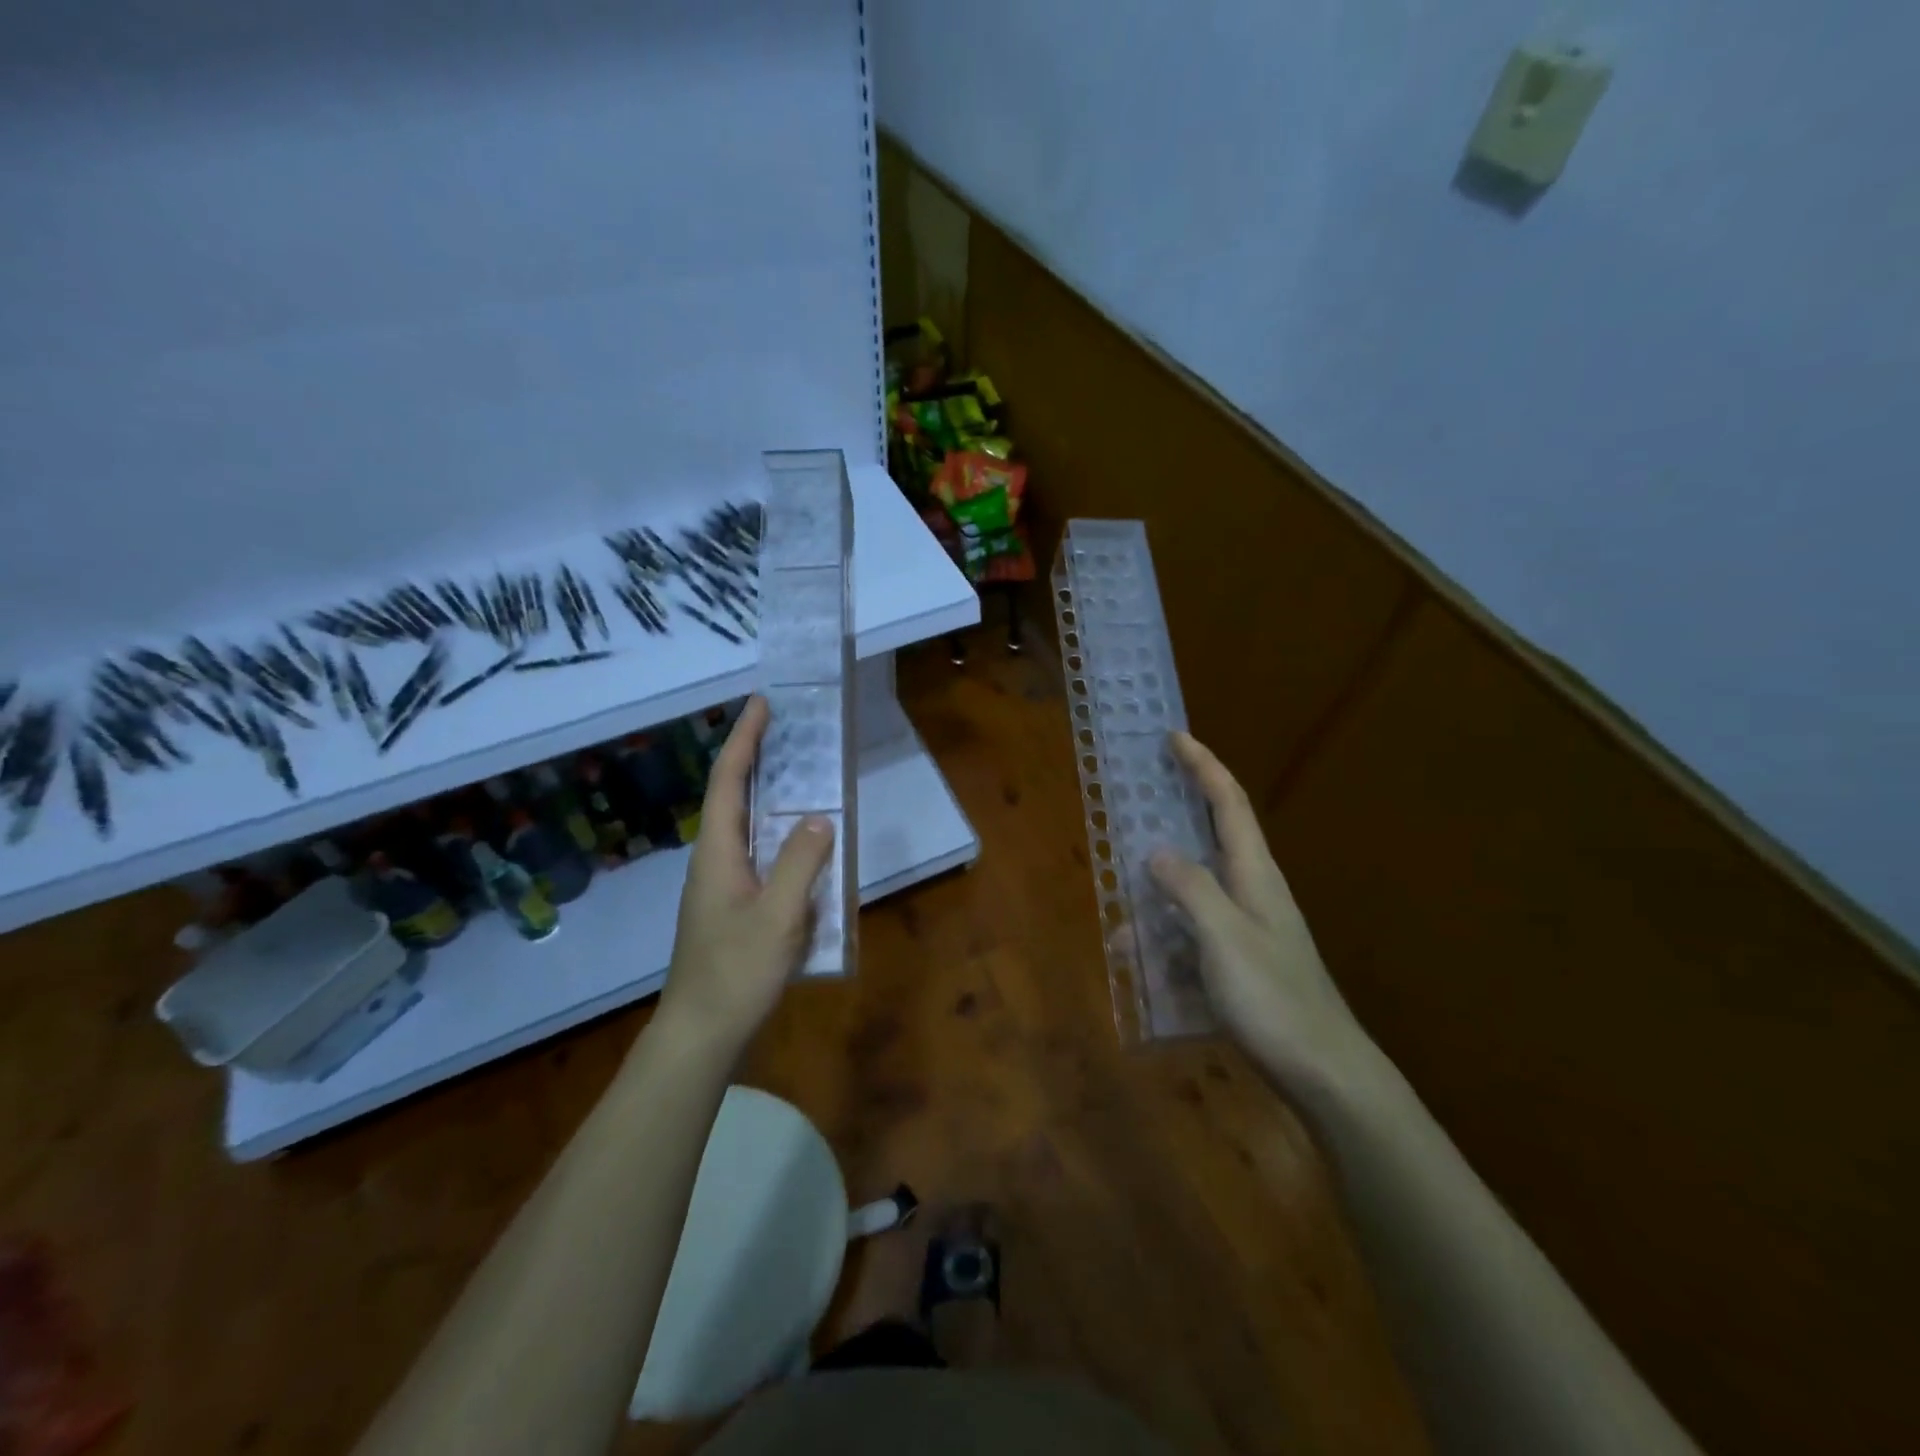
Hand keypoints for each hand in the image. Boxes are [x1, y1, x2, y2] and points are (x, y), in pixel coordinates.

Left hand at [656, 697, 834, 1056]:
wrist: (701, 1033)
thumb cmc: (736, 972)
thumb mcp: (779, 916)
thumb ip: (802, 863)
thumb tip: (820, 817)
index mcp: (718, 852)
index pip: (728, 781)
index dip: (744, 739)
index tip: (762, 703)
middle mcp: (716, 860)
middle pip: (733, 795)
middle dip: (756, 756)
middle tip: (787, 727)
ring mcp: (722, 885)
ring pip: (746, 825)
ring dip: (767, 792)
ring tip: (800, 772)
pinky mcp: (733, 906)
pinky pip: (758, 853)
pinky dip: (779, 832)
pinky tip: (803, 843)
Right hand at [1150, 732, 1377, 1098]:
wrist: (1324, 1071)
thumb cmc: (1274, 997)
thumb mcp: (1225, 936)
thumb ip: (1190, 888)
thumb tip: (1157, 852)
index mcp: (1255, 873)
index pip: (1229, 802)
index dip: (1203, 765)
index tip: (1175, 737)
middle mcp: (1254, 890)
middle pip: (1214, 834)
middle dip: (1180, 810)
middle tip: (1141, 797)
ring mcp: (1249, 926)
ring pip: (1197, 887)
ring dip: (1160, 888)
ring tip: (1123, 907)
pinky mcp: (1241, 959)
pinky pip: (1193, 929)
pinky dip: (1165, 933)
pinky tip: (1139, 959)